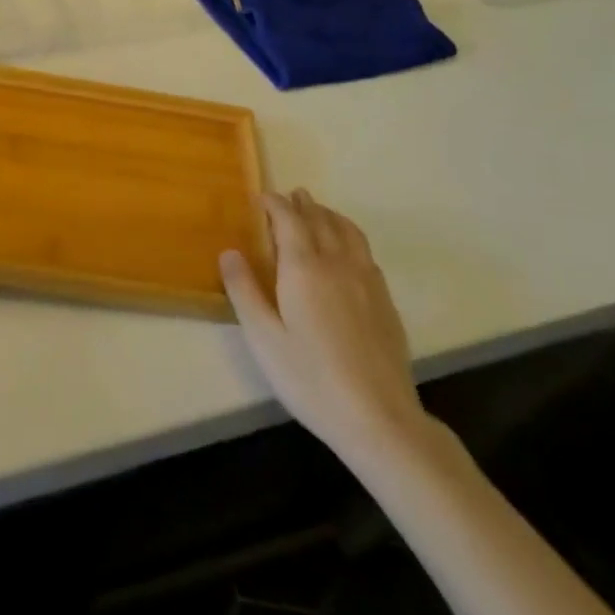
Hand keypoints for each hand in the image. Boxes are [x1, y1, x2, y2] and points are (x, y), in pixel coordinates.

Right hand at [220, 190, 430, 469]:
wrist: (379, 418)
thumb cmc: (310, 378)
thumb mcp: (263, 338)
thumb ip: (244, 291)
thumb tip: (229, 252)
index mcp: (304, 268)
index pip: (289, 219)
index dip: (275, 204)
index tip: (261, 198)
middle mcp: (337, 264)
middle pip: (320, 220)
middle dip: (302, 204)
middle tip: (288, 196)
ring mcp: (367, 281)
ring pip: (348, 232)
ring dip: (329, 215)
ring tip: (317, 211)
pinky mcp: (385, 301)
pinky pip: (365, 252)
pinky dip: (349, 236)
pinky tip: (346, 250)